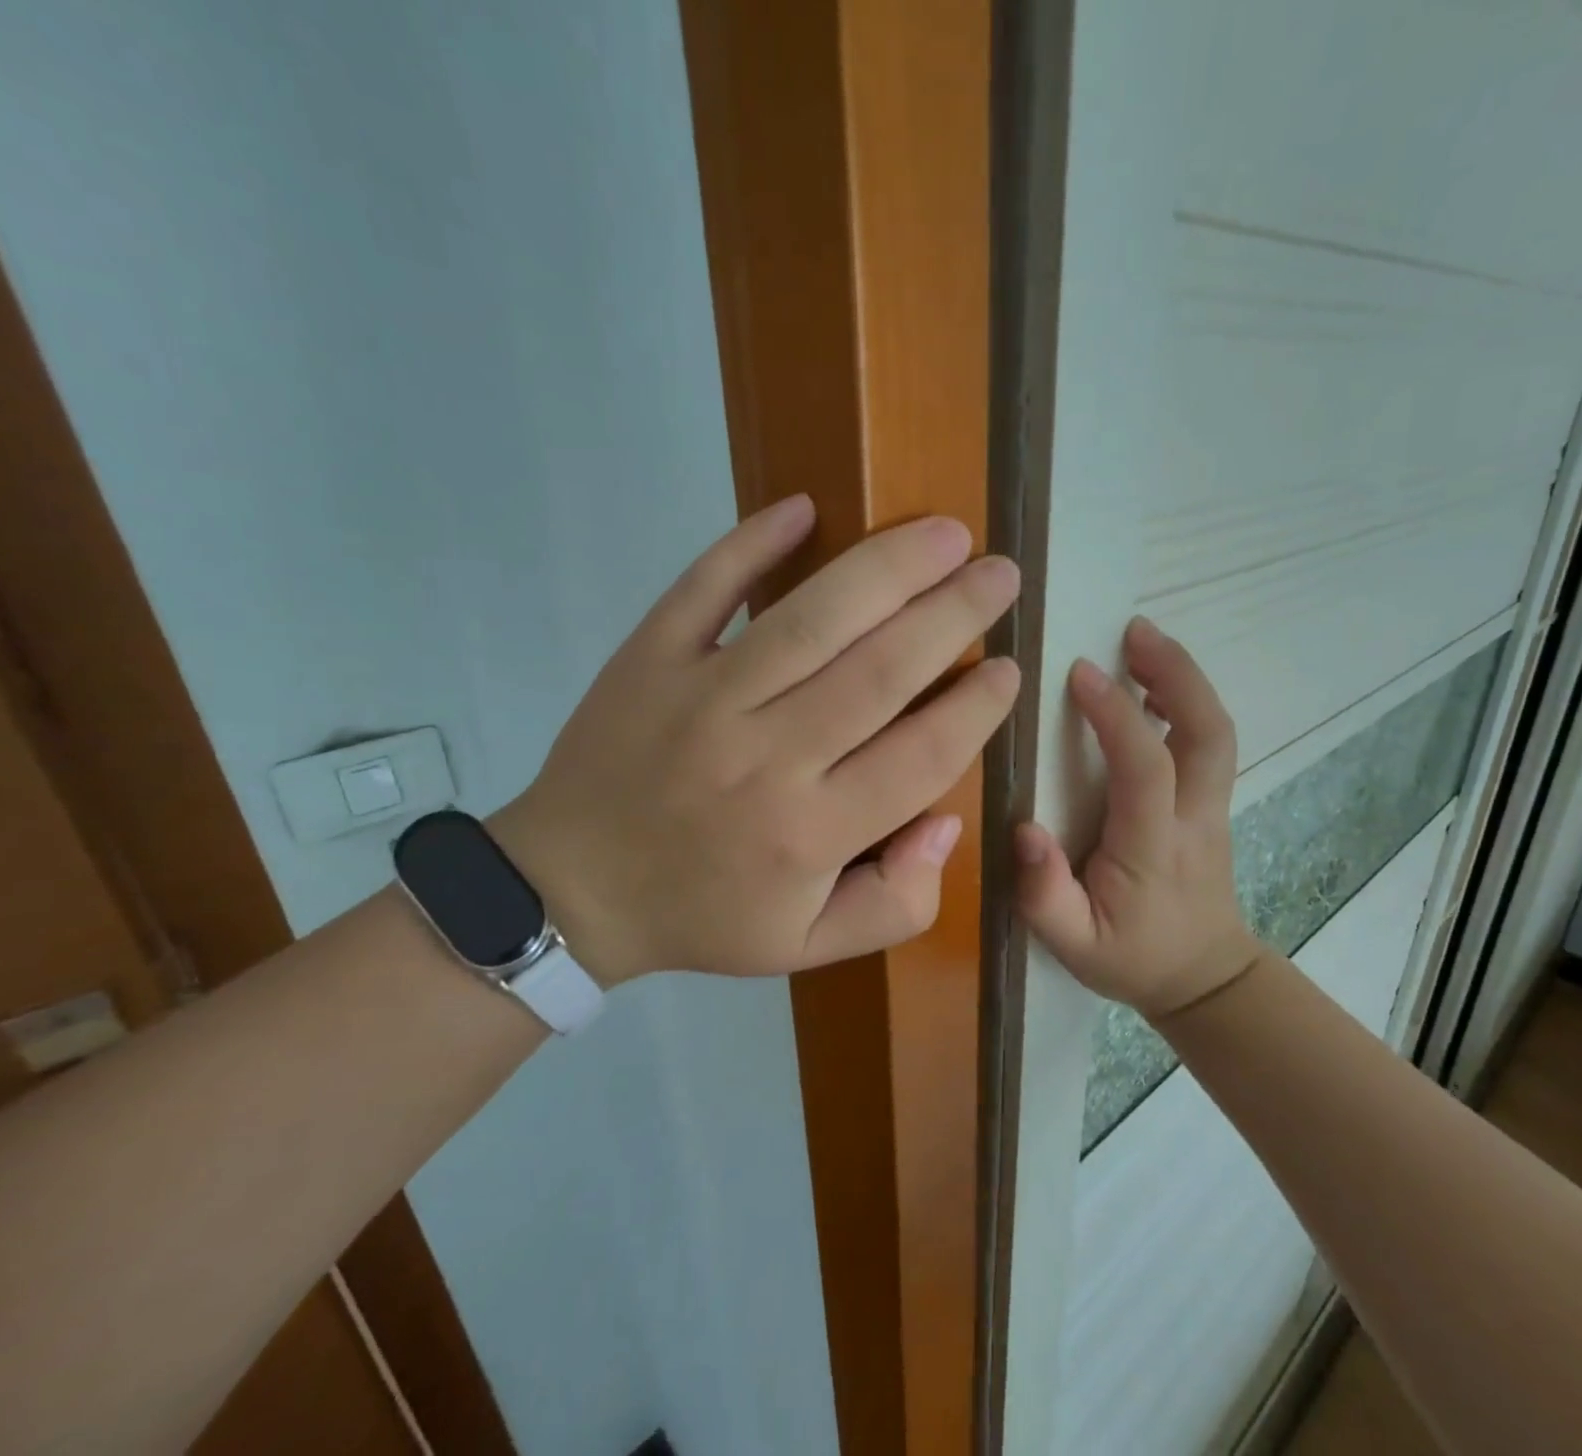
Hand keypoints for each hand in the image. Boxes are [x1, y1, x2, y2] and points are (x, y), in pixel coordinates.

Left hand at [495, 495, 1020, 985]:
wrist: (571, 889)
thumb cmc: (702, 916)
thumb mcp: (808, 947)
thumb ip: (896, 903)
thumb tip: (946, 823)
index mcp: (811, 832)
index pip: (922, 754)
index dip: (977, 707)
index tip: (1010, 667)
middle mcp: (767, 757)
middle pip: (881, 670)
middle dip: (955, 615)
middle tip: (1001, 574)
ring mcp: (703, 698)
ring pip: (812, 619)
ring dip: (888, 567)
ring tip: (946, 533)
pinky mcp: (649, 658)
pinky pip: (705, 588)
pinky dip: (751, 542)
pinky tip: (804, 508)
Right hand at [1015, 617, 1262, 1018]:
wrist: (1204, 979)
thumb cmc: (1131, 957)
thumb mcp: (1073, 945)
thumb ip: (1043, 894)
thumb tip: (1024, 828)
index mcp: (1154, 848)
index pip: (1147, 768)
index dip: (1118, 716)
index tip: (1080, 672)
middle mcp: (1195, 818)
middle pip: (1209, 732)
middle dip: (1177, 673)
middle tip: (1133, 629)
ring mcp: (1214, 808)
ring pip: (1217, 731)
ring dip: (1185, 678)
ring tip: (1141, 640)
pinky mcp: (1213, 803)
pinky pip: (1209, 740)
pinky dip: (1187, 700)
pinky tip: (1153, 684)